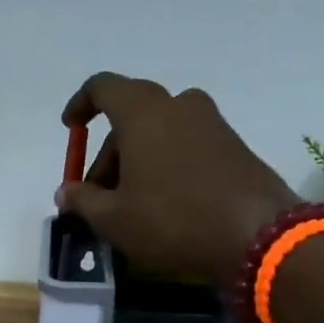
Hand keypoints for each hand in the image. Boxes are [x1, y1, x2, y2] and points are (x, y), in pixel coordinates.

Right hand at [57, 72, 299, 287]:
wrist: (257, 235)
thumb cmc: (172, 219)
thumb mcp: (114, 219)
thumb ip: (83, 201)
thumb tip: (66, 192)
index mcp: (143, 113)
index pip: (103, 87)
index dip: (81, 104)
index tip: (71, 129)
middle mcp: (178, 106)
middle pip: (130, 117)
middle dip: (108, 153)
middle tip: (98, 195)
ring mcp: (211, 123)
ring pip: (160, 132)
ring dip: (137, 160)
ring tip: (130, 204)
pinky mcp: (233, 145)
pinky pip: (185, 145)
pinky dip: (165, 165)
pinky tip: (163, 204)